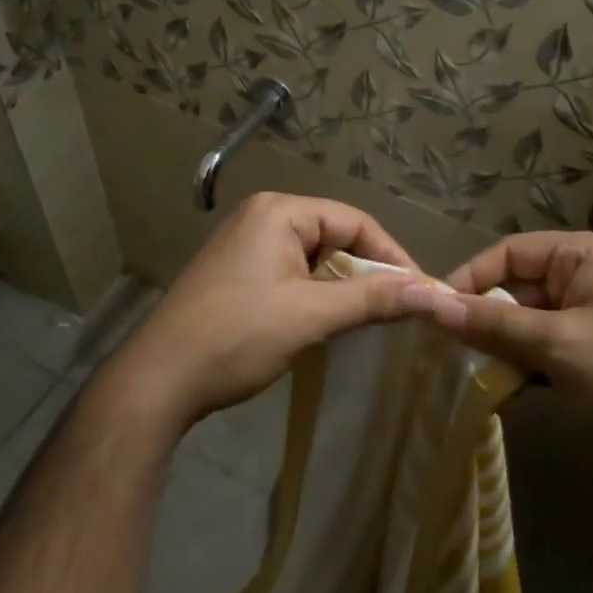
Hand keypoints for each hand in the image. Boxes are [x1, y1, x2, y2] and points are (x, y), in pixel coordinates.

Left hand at [113, 193, 435, 431]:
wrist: (158, 380)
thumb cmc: (237, 337)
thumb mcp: (312, 316)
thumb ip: (374, 299)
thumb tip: (434, 292)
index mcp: (279, 211)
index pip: (355, 220)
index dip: (392, 256)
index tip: (420, 293)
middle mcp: (261, 216)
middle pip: (334, 236)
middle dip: (365, 274)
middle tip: (392, 312)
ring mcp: (244, 245)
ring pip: (314, 258)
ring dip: (340, 288)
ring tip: (359, 321)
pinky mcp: (235, 273)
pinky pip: (290, 273)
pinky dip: (313, 295)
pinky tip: (320, 323)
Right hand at [427, 231, 592, 460]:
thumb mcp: (558, 344)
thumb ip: (493, 323)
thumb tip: (432, 305)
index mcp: (585, 255)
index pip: (511, 251)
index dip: (472, 277)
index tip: (436, 311)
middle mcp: (590, 276)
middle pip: (519, 287)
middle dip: (485, 317)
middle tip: (449, 351)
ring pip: (530, 322)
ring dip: (503, 346)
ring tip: (475, 374)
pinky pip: (549, 348)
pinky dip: (526, 366)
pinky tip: (507, 391)